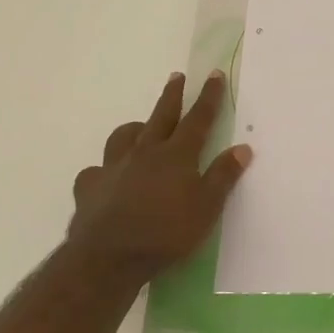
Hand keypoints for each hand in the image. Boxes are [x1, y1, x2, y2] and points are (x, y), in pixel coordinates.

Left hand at [66, 71, 252, 283]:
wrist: (108, 258)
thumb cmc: (166, 234)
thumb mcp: (206, 208)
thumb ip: (223, 176)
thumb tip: (243, 147)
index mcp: (176, 155)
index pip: (198, 119)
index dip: (208, 96)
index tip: (213, 74)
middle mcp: (145, 152)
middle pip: (161, 116)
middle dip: (172, 95)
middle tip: (177, 77)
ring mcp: (114, 167)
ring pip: (124, 136)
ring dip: (135, 128)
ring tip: (141, 128)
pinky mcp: (90, 187)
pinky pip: (96, 171)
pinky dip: (104, 170)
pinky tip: (107, 177)